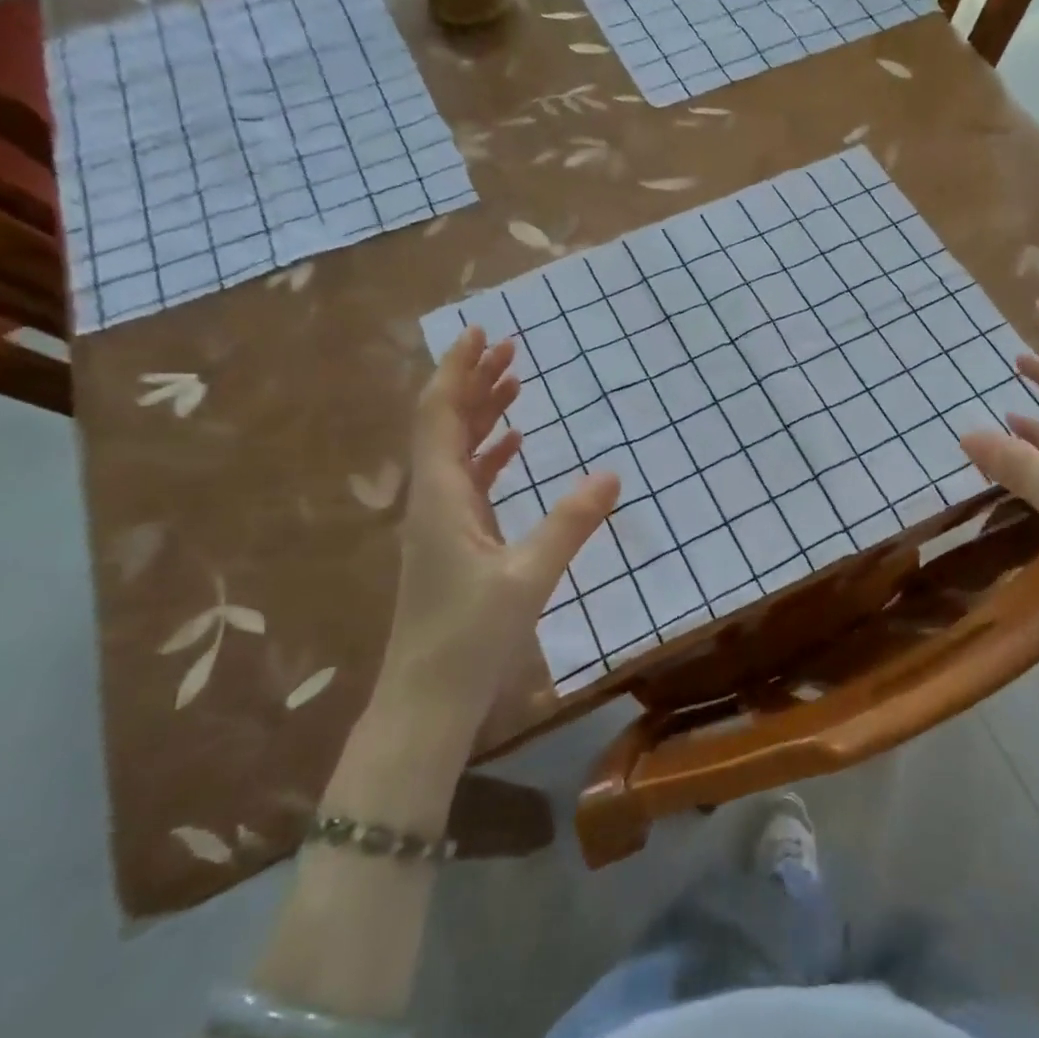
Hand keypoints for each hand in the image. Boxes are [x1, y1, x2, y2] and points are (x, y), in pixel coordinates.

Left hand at [386, 326, 619, 708]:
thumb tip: (612, 474)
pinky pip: (470, 482)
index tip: (483, 333)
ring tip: (516, 383)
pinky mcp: (454, 543)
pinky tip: (516, 445)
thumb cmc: (469, 639)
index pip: (440, 415)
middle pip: (446, 424)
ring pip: (457, 451)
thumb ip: (570, 523)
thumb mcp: (528, 578)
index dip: (458, 370)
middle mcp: (433, 501)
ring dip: (482, 414)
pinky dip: (491, 454)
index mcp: (440, 498)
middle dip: (475, 382)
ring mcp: (441, 523)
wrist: (426, 704)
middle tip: (512, 348)